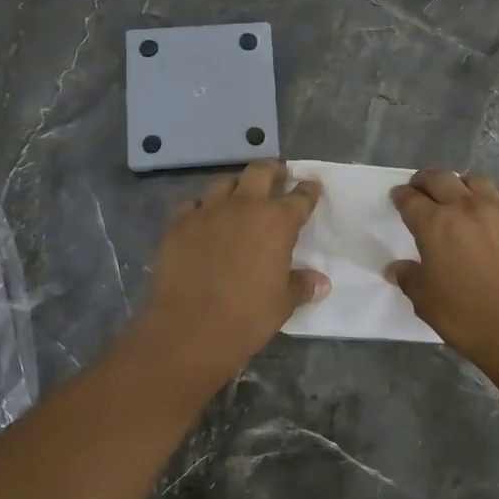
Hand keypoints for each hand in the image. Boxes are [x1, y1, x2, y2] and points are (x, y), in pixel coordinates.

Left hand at [133, 161, 327, 391]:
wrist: (190, 328)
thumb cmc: (247, 317)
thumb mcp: (282, 304)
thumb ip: (301, 285)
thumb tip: (321, 282)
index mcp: (277, 223)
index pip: (300, 198)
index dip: (308, 191)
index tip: (312, 186)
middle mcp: (243, 207)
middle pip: (260, 172)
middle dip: (272, 170)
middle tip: (278, 174)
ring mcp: (207, 212)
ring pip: (224, 183)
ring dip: (236, 186)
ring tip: (239, 196)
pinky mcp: (178, 224)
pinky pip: (192, 204)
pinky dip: (202, 207)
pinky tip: (203, 218)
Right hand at [387, 170, 498, 385]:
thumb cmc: (468, 318)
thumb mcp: (426, 303)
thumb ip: (410, 278)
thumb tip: (396, 267)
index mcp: (435, 225)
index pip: (410, 199)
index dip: (401, 196)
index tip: (398, 198)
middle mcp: (467, 208)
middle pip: (441, 178)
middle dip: (426, 180)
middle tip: (422, 189)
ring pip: (478, 180)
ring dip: (463, 185)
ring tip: (461, 197)